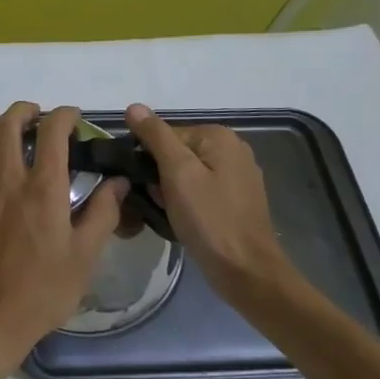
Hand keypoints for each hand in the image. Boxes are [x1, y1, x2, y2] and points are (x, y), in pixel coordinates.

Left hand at [0, 102, 127, 374]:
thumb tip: (117, 181)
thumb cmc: (42, 291)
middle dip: (25, 110)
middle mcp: (7, 179)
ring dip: (3, 125)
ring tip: (19, 131)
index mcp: (42, 190)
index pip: (52, 133)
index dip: (64, 116)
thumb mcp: (84, 257)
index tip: (75, 117)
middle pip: (9, 125)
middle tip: (40, 115)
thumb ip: (103, 213)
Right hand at [124, 104, 301, 303]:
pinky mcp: (237, 199)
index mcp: (219, 136)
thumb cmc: (209, 219)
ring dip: (170, 190)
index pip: (165, 135)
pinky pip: (199, 189)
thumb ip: (155, 136)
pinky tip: (184, 220)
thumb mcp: (177, 173)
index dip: (148, 159)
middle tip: (159, 202)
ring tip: (169, 213)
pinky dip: (186, 201)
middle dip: (160, 176)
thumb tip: (134, 107)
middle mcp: (232, 149)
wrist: (246, 271)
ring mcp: (237, 175)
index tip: (147, 185)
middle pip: (176, 152)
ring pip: (186, 173)